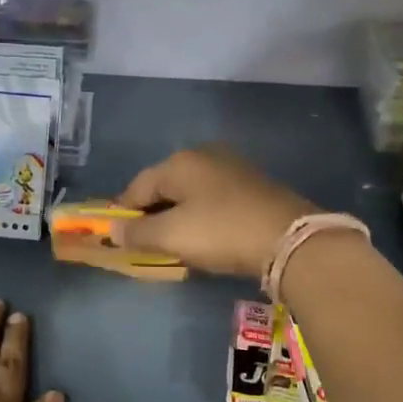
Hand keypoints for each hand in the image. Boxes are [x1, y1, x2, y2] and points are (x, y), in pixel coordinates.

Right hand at [114, 147, 314, 278]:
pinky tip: (206, 237)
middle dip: (151, 215)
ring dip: (177, 217)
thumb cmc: (221, 232)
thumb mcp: (172, 236)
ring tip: (175, 244)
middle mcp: (204, 156)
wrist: (290, 239)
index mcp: (179, 162)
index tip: (117, 239)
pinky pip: (212, 200)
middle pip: (164, 187)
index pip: (136, 186)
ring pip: (190, 194)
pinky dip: (201, 217)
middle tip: (147, 244)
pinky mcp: (252, 186)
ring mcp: (232, 169)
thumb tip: (112, 231)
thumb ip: (137, 233)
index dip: (123, 213)